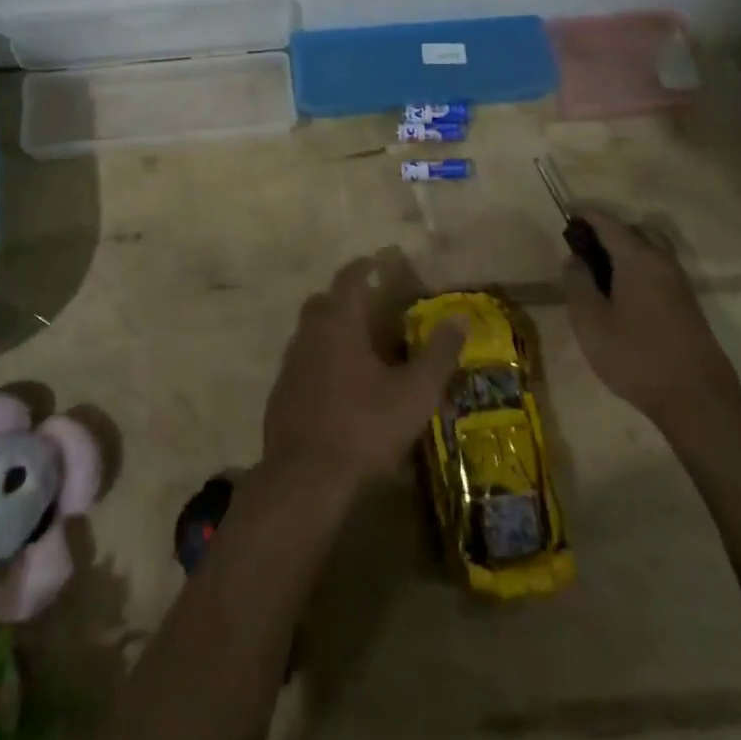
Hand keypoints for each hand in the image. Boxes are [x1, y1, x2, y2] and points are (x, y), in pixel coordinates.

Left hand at [263, 253, 465, 493]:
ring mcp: (290, 363)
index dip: (365, 266)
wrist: (305, 478)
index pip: (349, 278)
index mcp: (338, 324)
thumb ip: (438, 354)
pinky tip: (340, 385)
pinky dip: (321, 360)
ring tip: (361, 347)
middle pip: (324, 301)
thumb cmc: (364, 428)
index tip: (380, 261)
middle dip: (346, 297)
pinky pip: (304, 362)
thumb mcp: (414, 394)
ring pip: (311, 332)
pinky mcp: (281, 392)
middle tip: (373, 306)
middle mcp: (309, 334)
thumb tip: (459, 319)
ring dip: (333, 330)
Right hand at [564, 209, 740, 428]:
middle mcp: (662, 262)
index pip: (608, 223)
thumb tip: (574, 258)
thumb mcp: (590, 322)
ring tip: (600, 273)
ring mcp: (679, 283)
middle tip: (583, 250)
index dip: (586, 216)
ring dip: (625, 250)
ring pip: (650, 249)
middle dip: (608, 231)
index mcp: (638, 259)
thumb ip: (577, 283)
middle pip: (635, 230)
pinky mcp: (687, 304)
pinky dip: (638, 267)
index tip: (566, 217)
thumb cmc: (636, 356)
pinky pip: (658, 269)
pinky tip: (622, 294)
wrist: (697, 400)